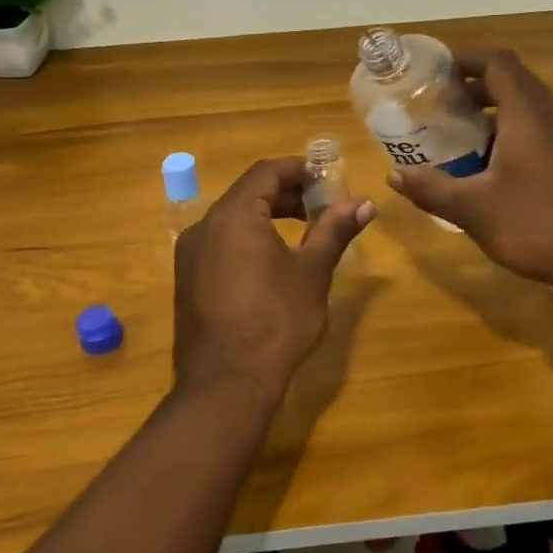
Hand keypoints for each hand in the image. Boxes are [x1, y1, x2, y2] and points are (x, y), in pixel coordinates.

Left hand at [173, 158, 375, 410]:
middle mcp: (204, 227)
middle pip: (247, 194)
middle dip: (286, 195)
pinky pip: (220, 245)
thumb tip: (364, 202)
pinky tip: (272, 264)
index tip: (327, 179)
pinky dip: (248, 240)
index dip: (299, 170)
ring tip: (302, 234)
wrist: (227, 382)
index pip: (266, 172)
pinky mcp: (187, 281)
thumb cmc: (277, 320)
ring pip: (232, 220)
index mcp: (233, 215)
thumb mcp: (312, 272)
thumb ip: (334, 230)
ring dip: (267, 218)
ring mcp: (190, 255)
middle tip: (321, 208)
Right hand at [388, 49, 552, 284]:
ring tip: (462, 138)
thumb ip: (432, 188)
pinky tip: (495, 171)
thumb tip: (394, 176)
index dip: (467, 59)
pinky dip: (514, 136)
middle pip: (515, 84)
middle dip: (476, 88)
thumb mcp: (473, 209)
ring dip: (496, 114)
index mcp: (528, 116)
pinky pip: (543, 134)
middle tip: (443, 107)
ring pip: (530, 111)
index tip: (438, 73)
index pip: (499, 63)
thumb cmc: (534, 224)